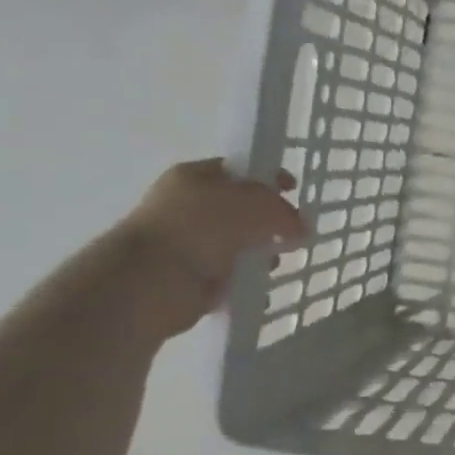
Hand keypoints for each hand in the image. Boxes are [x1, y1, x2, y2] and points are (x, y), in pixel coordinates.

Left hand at [112, 159, 306, 338]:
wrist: (154, 280)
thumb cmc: (203, 226)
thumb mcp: (257, 204)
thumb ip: (284, 211)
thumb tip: (300, 229)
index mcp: (193, 176)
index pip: (238, 170)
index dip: (268, 177)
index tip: (294, 189)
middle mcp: (186, 206)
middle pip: (239, 209)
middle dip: (268, 221)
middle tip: (290, 233)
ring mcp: (186, 243)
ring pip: (236, 243)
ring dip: (259, 253)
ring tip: (273, 264)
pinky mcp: (189, 278)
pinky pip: (229, 275)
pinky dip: (246, 280)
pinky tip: (260, 284)